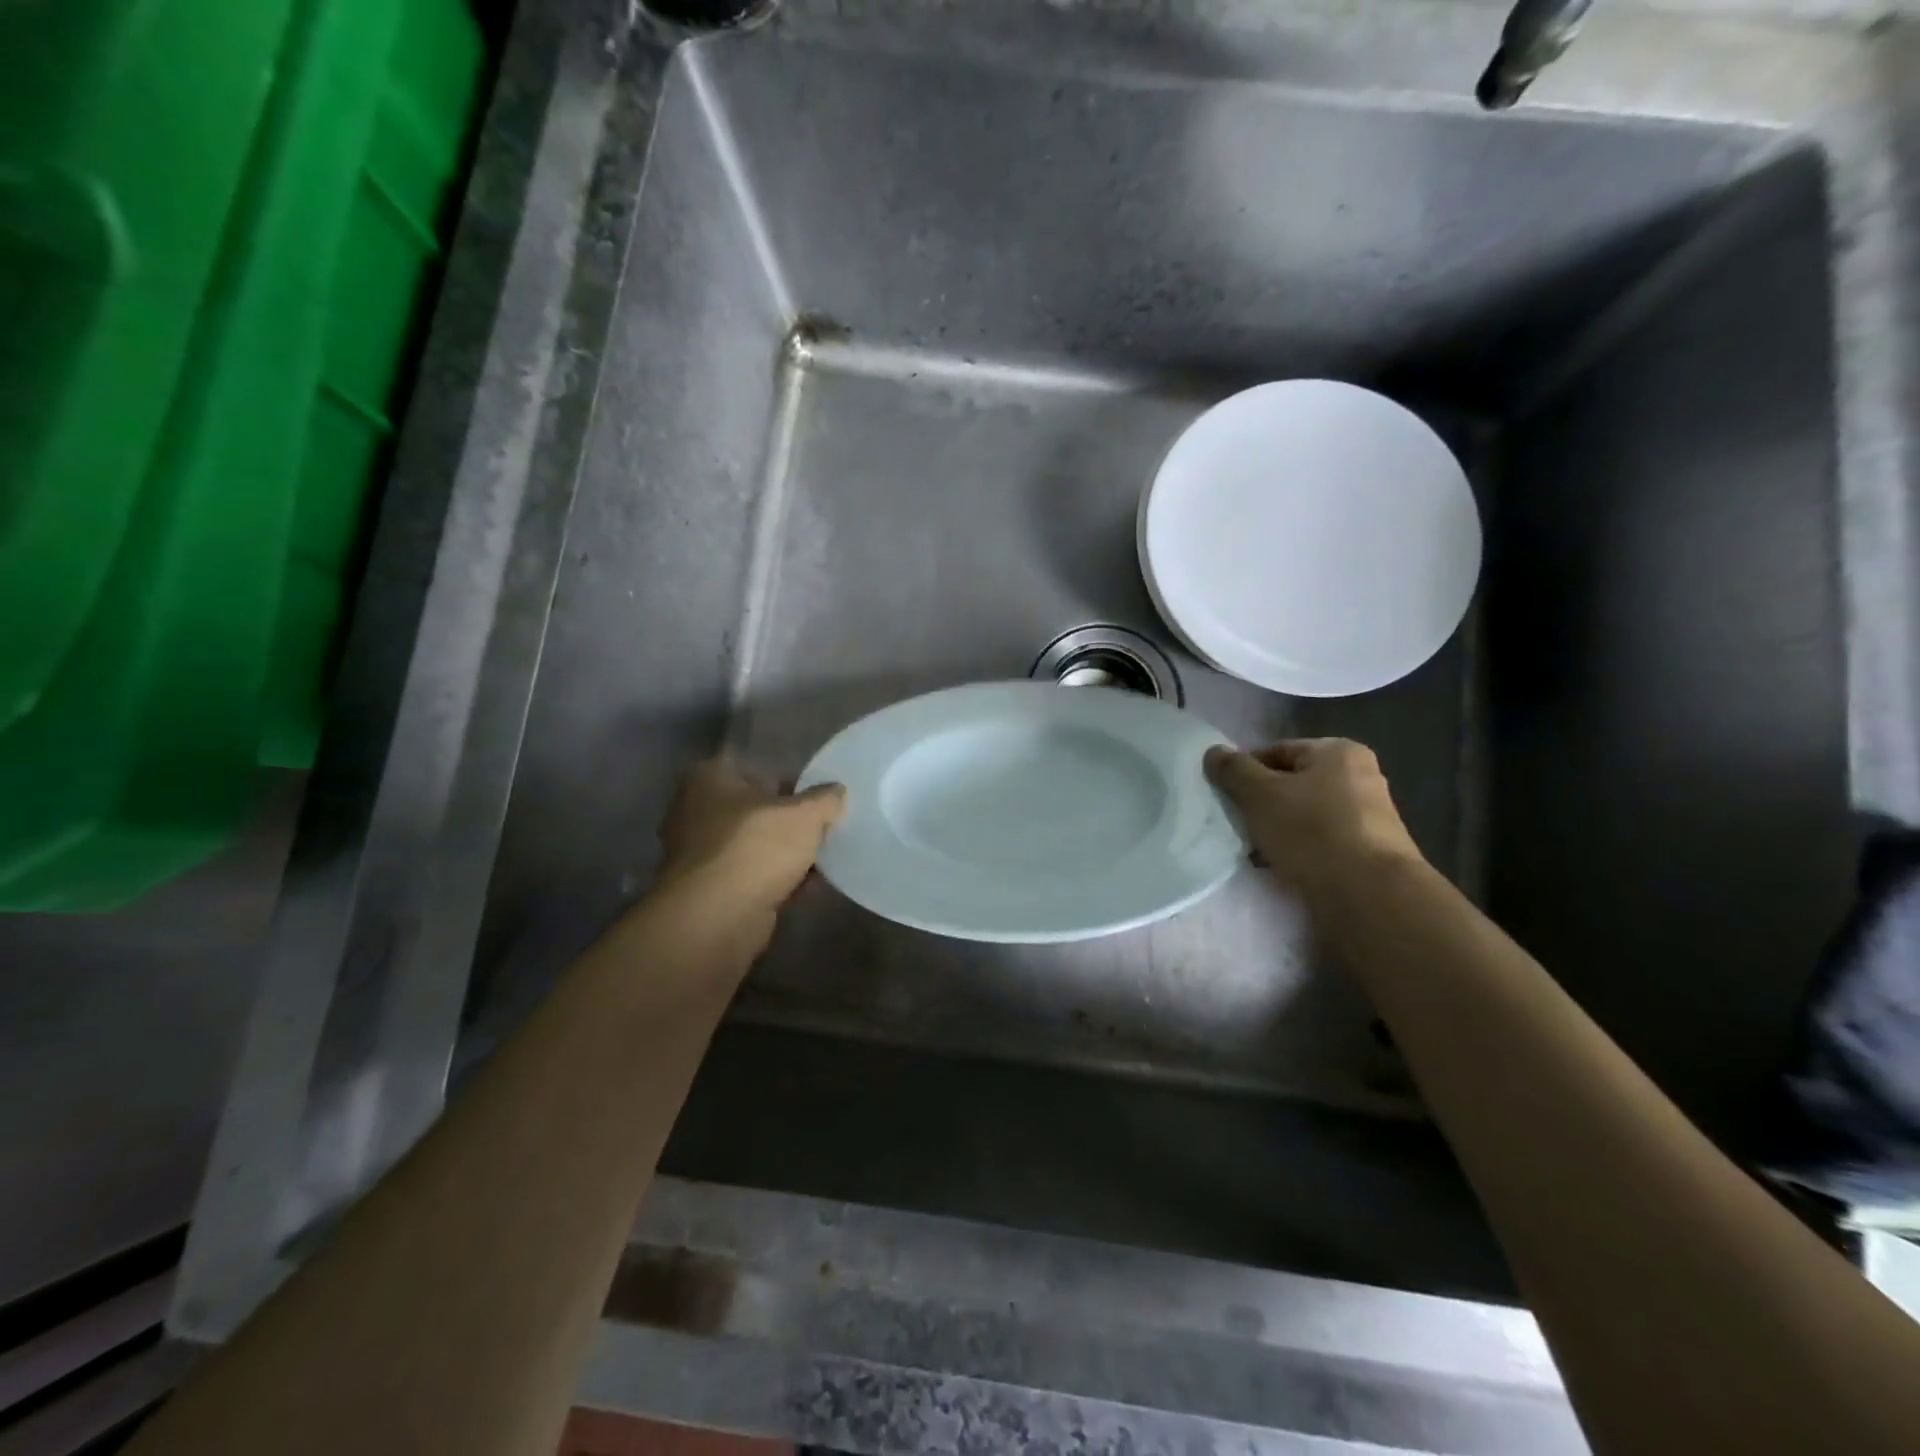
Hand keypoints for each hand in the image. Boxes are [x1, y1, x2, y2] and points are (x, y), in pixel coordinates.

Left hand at [656, 758, 846, 917]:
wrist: (717, 918)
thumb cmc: (756, 848)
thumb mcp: (805, 814)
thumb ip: (825, 799)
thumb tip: (836, 792)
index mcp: (709, 778)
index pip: (756, 768)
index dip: (789, 780)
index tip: (818, 795)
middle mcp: (696, 811)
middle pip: (755, 809)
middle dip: (788, 819)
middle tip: (824, 825)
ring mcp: (700, 854)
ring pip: (754, 845)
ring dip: (785, 853)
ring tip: (824, 856)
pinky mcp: (711, 891)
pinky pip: (752, 877)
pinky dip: (777, 880)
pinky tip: (810, 885)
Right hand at [1205, 739, 1424, 900]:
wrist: (1368, 894)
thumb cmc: (1311, 831)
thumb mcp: (1259, 794)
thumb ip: (1233, 770)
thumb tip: (1214, 752)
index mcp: (1338, 752)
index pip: (1276, 751)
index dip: (1244, 771)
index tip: (1225, 796)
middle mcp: (1359, 776)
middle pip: (1290, 784)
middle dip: (1260, 804)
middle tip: (1236, 824)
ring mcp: (1367, 816)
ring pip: (1303, 815)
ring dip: (1275, 830)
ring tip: (1253, 851)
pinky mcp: (1368, 851)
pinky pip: (1320, 842)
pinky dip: (1297, 850)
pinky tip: (1278, 866)